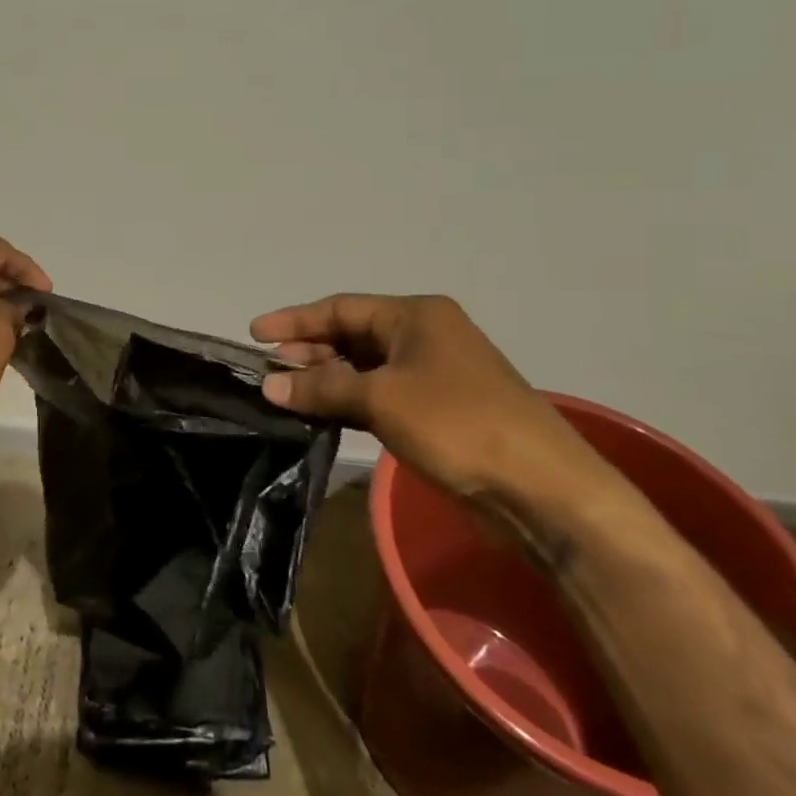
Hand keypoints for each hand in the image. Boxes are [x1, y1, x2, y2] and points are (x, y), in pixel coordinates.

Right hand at [249, 294, 620, 512]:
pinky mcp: (438, 410)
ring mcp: (433, 374)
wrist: (540, 487)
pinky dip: (350, 402)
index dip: (295, 320)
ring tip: (286, 395)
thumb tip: (270, 385)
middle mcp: (424, 336)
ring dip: (327, 380)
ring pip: (365, 368)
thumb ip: (322, 388)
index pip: (341, 308)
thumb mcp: (381, 399)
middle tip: (269, 372)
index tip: (254, 334)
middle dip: (309, 352)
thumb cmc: (457, 423)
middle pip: (352, 335)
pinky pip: (381, 395)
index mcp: (415, 316)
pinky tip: (322, 415)